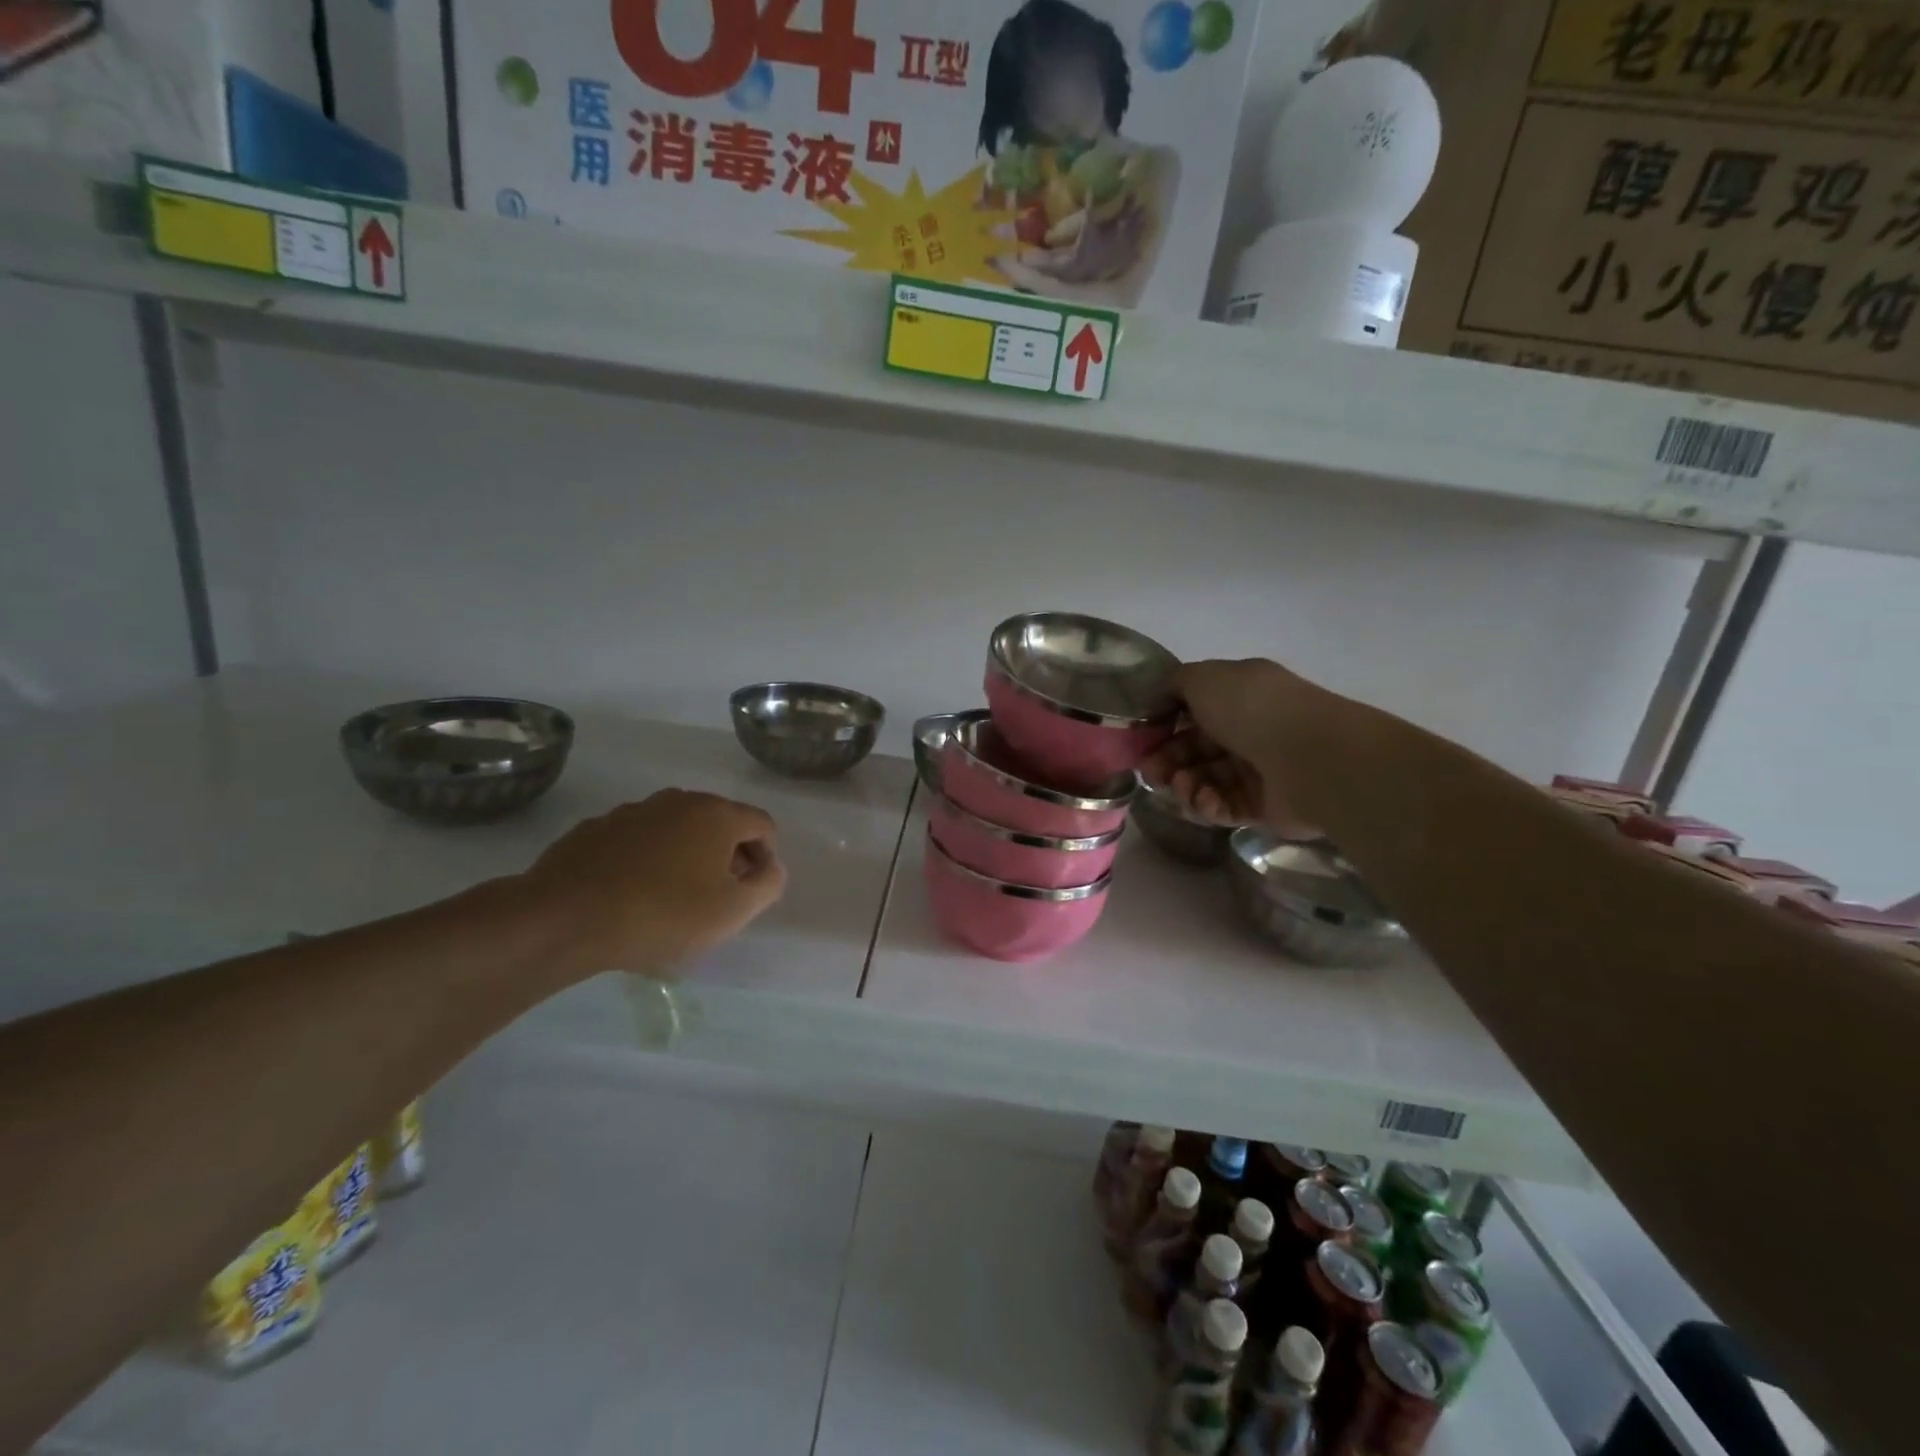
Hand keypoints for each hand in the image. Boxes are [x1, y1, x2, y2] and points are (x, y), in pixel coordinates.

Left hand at [519, 789, 786, 978]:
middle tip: (717, 896)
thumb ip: (767, 884)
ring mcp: (633, 811)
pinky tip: (632, 893)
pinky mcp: (596, 828)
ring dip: (686, 856)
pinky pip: (638, 840)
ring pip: (677, 830)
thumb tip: (771, 867)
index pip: (763, 825)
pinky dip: (646, 859)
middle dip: (727, 856)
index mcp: (717, 814)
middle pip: (720, 823)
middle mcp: (678, 801)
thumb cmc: (662, 914)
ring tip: (672, 898)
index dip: (767, 858)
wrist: (564, 918)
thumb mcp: (733, 911)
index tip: (751, 891)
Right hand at [1141, 659, 1326, 838]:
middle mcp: (1250, 730)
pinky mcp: (1264, 807)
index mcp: (1239, 696)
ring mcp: (1258, 770)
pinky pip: (1225, 807)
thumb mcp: (1202, 678)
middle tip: (1151, 774)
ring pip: (1206, 780)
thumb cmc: (1251, 710)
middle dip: (1167, 762)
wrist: (1310, 757)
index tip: (1141, 741)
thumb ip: (1173, 684)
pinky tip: (1206, 800)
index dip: (1163, 727)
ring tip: (1183, 788)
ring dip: (1185, 785)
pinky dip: (1209, 805)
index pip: (1192, 713)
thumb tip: (1158, 702)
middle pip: (1194, 750)